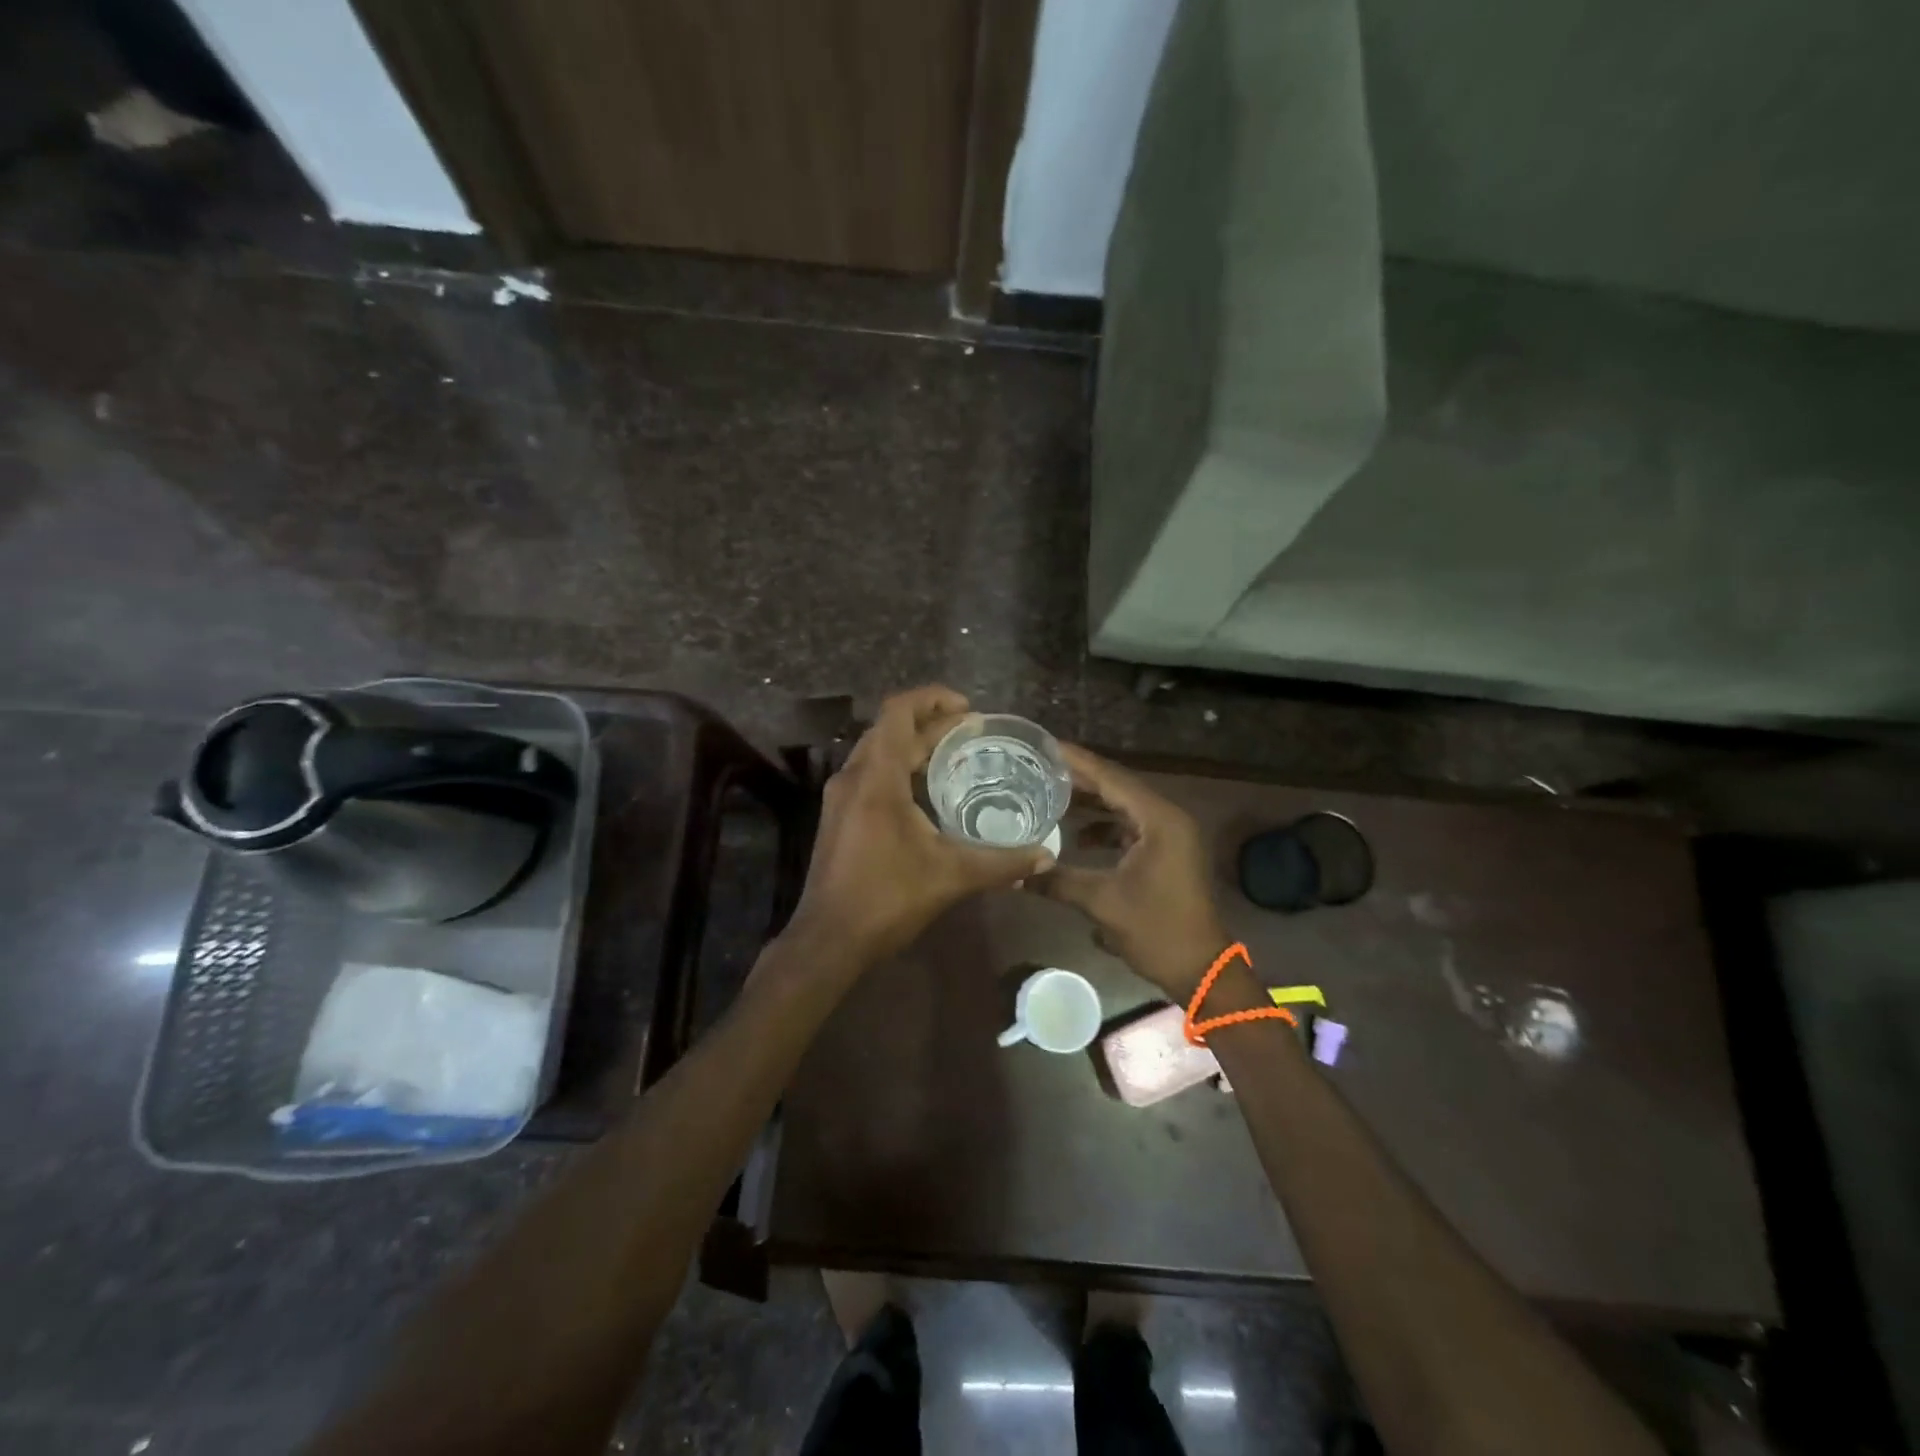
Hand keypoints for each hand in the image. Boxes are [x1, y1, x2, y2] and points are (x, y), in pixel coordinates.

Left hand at [785, 686, 1054, 966]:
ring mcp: (841, 797)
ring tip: (953, 754)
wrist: (828, 941)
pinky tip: (926, 792)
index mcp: (877, 778)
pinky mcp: (839, 817)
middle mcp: (853, 777)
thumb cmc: (887, 899)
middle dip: (931, 722)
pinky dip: (899, 768)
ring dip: (913, 745)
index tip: (968, 708)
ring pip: (878, 751)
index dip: (933, 698)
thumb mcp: (950, 877)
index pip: (898, 712)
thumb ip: (1001, 863)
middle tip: (973, 732)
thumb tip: (1046, 857)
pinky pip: (871, 774)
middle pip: (890, 729)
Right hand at [1033, 745, 1229, 998]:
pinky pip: (1130, 826)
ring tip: (1050, 794)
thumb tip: (1014, 874)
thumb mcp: (1102, 903)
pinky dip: (1105, 826)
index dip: (1077, 762)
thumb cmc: (1157, 930)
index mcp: (1159, 819)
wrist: (1200, 970)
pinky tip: (1077, 835)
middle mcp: (1167, 818)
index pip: (1111, 778)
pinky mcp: (1167, 852)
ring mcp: (1170, 835)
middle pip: (1118, 787)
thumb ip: (1058, 881)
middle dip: (1080, 778)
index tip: (1045, 746)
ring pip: (1124, 806)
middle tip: (1039, 766)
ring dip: (1091, 802)